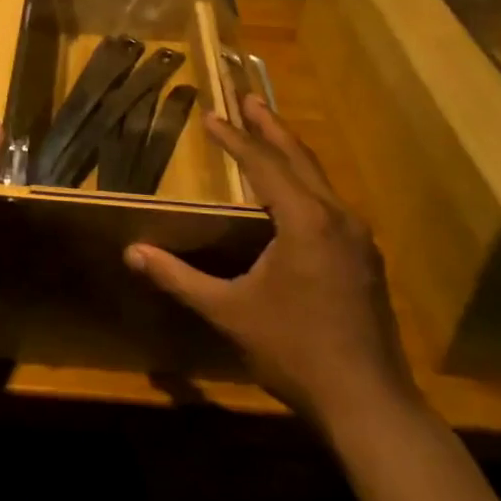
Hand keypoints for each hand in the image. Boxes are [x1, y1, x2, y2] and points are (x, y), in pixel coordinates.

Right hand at [124, 95, 413, 419]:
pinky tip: (296, 193)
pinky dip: (306, 182)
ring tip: (268, 133)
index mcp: (305, 220)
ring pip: (320, 179)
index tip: (210, 115)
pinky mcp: (366, 258)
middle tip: (248, 98)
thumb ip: (179, 278)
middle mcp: (337, 217)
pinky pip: (331, 202)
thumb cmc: (294, 351)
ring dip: (291, 152)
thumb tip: (132, 253)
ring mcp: (358, 237)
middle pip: (299, 158)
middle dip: (270, 127)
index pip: (263, 164)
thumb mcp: (229, 312)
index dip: (234, 138)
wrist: (369, 403)